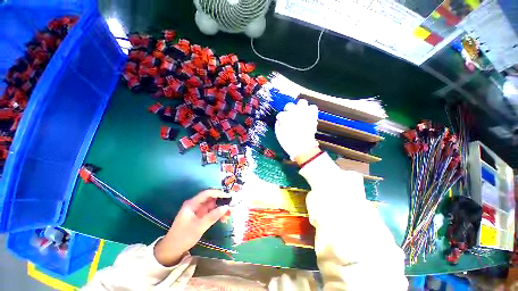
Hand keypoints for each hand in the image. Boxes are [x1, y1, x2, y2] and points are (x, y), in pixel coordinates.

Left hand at [154, 189, 229, 265]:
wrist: (171, 250)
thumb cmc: (184, 237)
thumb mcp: (200, 226)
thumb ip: (213, 216)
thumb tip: (226, 206)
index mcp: (192, 204)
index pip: (207, 193)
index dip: (218, 193)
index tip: (228, 195)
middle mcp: (195, 204)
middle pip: (210, 198)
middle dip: (221, 201)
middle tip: (231, 205)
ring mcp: (197, 210)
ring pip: (211, 205)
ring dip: (220, 208)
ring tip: (229, 212)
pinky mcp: (199, 216)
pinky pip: (210, 212)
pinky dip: (216, 213)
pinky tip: (223, 217)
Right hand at [275, 99, 318, 160]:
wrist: (303, 148)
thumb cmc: (289, 143)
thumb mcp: (279, 135)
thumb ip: (278, 125)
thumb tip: (279, 121)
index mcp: (285, 118)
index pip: (280, 114)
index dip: (280, 118)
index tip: (280, 121)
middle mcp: (294, 113)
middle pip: (289, 105)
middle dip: (288, 110)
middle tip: (289, 115)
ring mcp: (304, 114)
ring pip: (302, 102)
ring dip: (299, 106)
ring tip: (299, 112)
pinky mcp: (312, 116)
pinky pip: (313, 107)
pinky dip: (310, 110)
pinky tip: (307, 114)